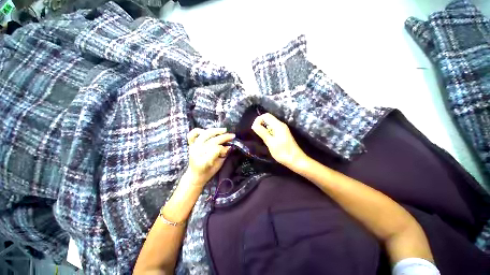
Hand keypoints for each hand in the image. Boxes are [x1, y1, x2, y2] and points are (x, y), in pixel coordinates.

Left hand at [184, 128, 234, 185]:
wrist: (194, 175)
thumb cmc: (207, 172)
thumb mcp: (218, 166)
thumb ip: (223, 156)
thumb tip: (229, 146)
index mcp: (203, 162)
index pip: (216, 150)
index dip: (224, 148)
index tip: (230, 147)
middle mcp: (196, 153)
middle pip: (212, 141)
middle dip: (224, 137)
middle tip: (232, 136)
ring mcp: (192, 148)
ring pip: (204, 135)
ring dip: (215, 131)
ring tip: (224, 130)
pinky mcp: (191, 145)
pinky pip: (192, 135)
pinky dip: (198, 131)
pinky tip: (206, 131)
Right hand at [251, 113, 306, 168]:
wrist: (296, 160)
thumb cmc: (283, 152)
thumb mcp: (270, 142)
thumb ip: (262, 132)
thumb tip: (254, 124)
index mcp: (278, 125)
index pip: (265, 116)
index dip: (258, 120)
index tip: (254, 129)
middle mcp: (281, 124)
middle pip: (268, 118)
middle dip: (260, 124)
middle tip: (258, 134)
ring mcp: (282, 129)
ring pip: (270, 124)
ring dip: (264, 129)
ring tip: (263, 138)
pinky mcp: (283, 133)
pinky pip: (273, 129)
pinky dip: (268, 132)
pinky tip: (268, 140)